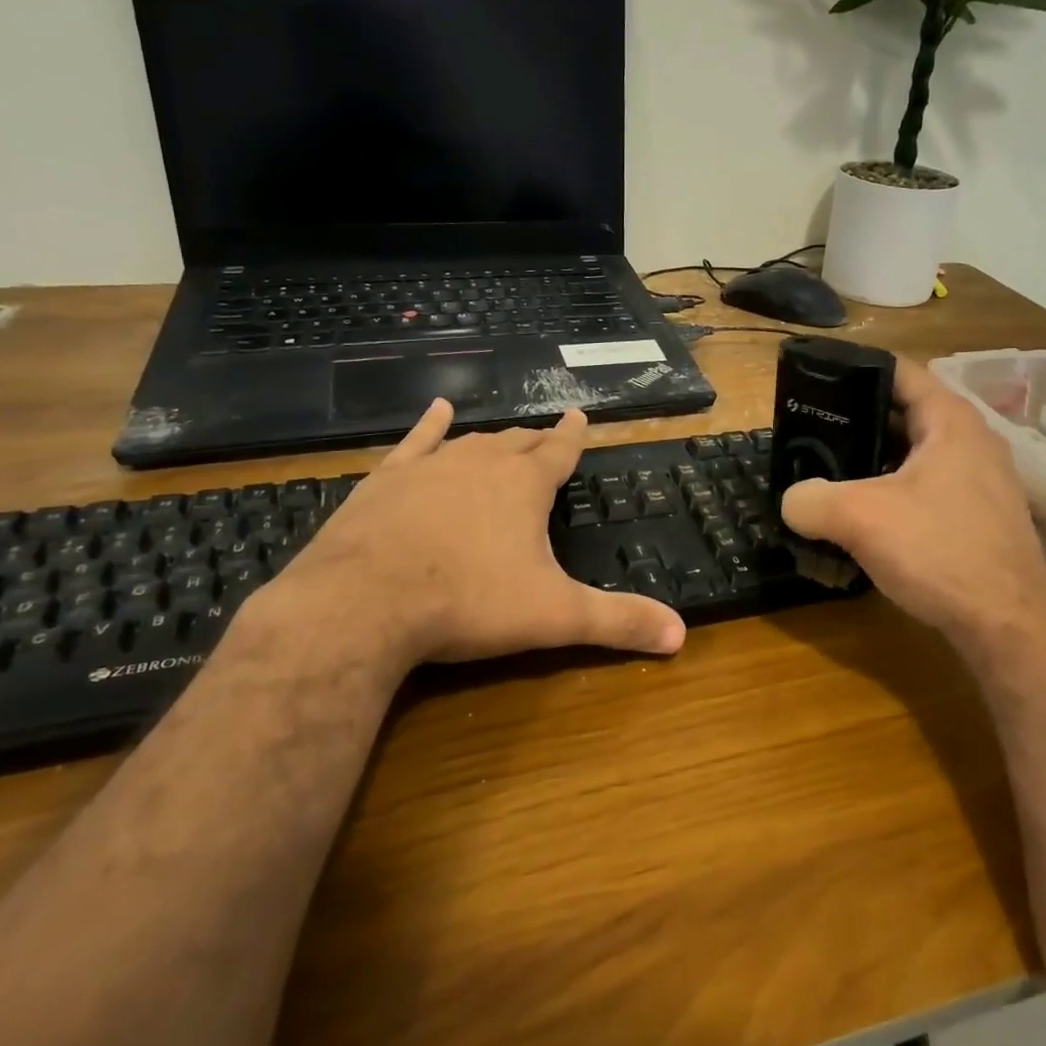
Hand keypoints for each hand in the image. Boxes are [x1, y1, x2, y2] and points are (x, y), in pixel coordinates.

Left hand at [245, 401, 685, 682]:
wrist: (364, 603)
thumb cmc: (468, 603)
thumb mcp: (555, 616)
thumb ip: (617, 621)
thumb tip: (681, 635)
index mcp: (525, 486)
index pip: (560, 451)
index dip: (574, 436)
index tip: (581, 416)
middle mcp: (481, 463)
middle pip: (517, 443)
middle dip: (536, 442)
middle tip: (547, 440)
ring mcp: (430, 466)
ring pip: (472, 442)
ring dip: (492, 440)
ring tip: (505, 437)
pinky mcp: (386, 480)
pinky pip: (415, 442)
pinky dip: (428, 425)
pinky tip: (436, 410)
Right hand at [779, 359, 1045, 650]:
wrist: (1009, 627)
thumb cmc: (940, 551)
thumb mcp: (860, 518)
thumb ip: (811, 500)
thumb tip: (791, 501)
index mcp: (949, 420)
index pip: (897, 371)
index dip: (853, 368)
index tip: (813, 379)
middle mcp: (970, 441)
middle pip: (901, 413)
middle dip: (854, 421)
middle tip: (808, 433)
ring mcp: (978, 481)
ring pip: (911, 456)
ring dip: (870, 463)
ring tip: (826, 474)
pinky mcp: (977, 518)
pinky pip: (924, 489)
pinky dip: (890, 493)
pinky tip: (861, 518)